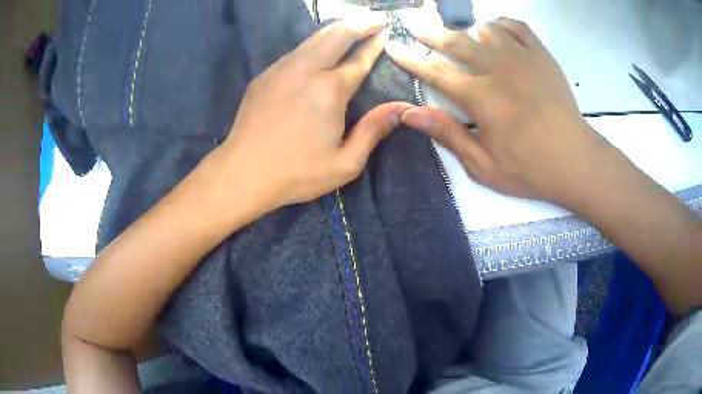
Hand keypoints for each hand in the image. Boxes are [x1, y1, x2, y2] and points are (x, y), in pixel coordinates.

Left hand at [220, 18, 411, 209]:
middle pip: (337, 35)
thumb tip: (401, 108)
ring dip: (337, 28)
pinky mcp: (265, 75)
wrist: (242, 173)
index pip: (359, 59)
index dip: (374, 44)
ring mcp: (282, 69)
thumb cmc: (296, 173)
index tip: (386, 31)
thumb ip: (373, 131)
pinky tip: (321, 46)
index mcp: (329, 90)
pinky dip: (315, 42)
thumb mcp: (345, 163)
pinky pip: (296, 50)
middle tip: (376, 18)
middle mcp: (307, 70)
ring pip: (314, 37)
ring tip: (353, 24)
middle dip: (360, 22)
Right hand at [385, 18, 607, 204]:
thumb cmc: (530, 169)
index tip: (393, 46)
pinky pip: (518, 27)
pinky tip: (498, 32)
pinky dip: (503, 24)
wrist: (576, 161)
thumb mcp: (483, 166)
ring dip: (471, 30)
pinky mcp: (542, 56)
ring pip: (487, 29)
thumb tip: (409, 114)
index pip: (435, 72)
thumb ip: (448, 135)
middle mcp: (498, 70)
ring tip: (466, 36)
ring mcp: (523, 59)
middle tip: (416, 24)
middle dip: (431, 32)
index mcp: (481, 98)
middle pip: (457, 42)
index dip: (410, 58)